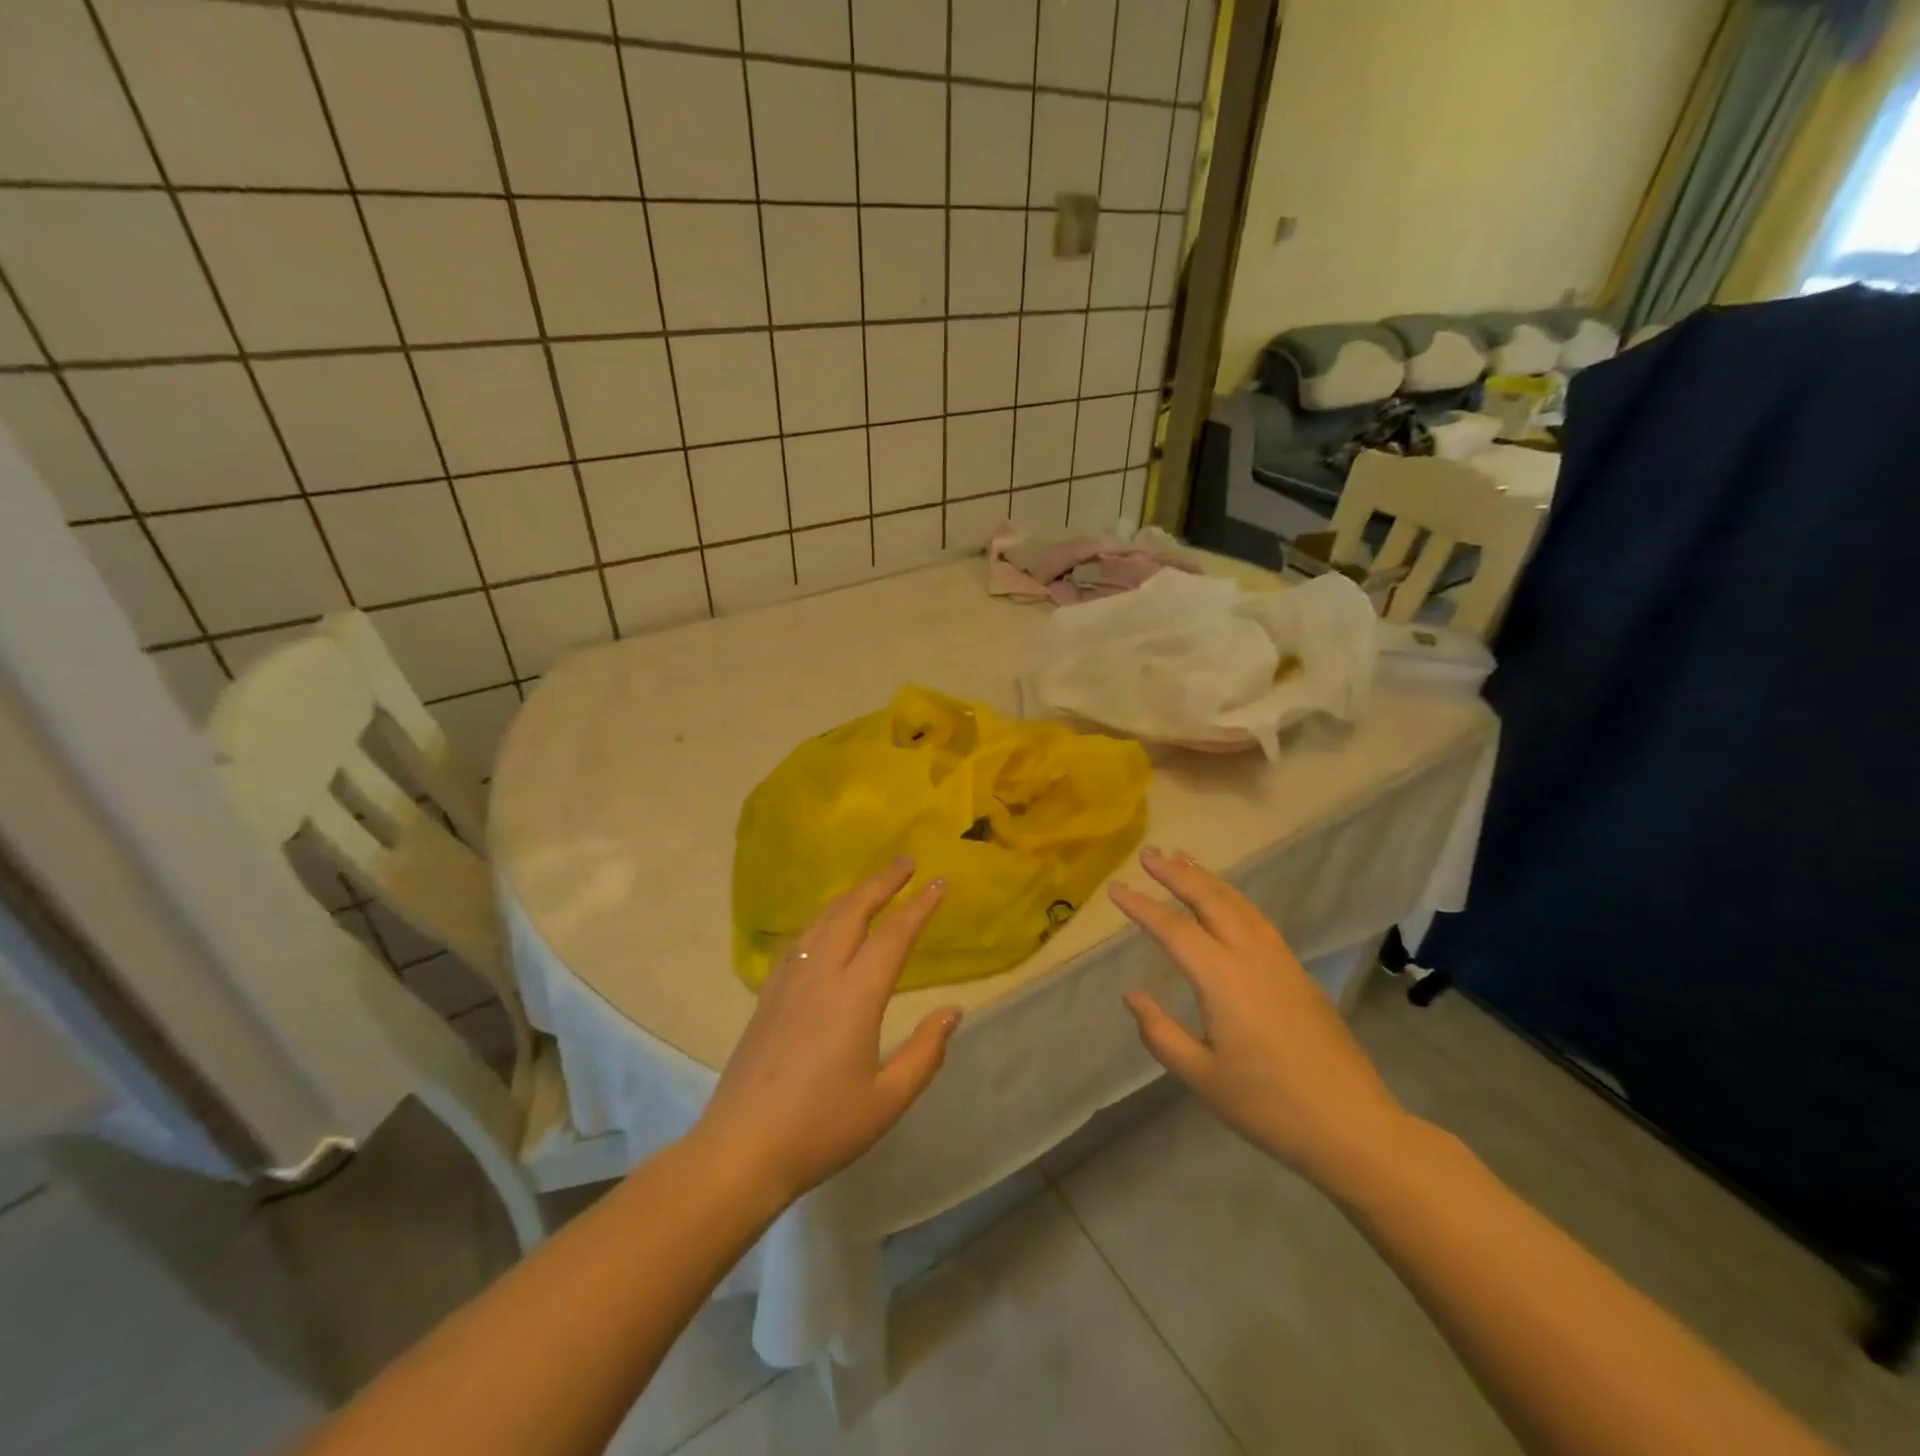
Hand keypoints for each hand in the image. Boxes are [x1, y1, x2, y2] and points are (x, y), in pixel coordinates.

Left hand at [694, 861, 960, 1205]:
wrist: (741, 1150)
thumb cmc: (821, 1129)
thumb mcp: (887, 1101)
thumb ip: (925, 1053)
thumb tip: (952, 1011)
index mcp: (855, 996)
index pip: (894, 936)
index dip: (919, 907)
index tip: (939, 882)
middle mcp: (821, 975)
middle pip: (853, 912)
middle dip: (882, 883)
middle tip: (906, 863)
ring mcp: (788, 982)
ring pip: (822, 921)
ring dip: (851, 896)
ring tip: (872, 886)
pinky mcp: (767, 995)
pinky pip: (799, 941)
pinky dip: (822, 920)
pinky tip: (825, 926)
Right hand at [1111, 848, 1413, 1185]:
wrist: (1353, 1126)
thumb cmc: (1269, 1106)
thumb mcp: (1202, 1078)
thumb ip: (1160, 1033)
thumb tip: (1133, 996)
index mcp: (1223, 979)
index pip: (1173, 929)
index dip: (1141, 906)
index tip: (1114, 888)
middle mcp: (1252, 956)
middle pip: (1210, 899)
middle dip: (1176, 873)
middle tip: (1148, 855)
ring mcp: (1280, 960)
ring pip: (1238, 903)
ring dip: (1206, 878)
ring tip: (1181, 860)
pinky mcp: (1297, 971)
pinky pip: (1256, 918)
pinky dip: (1231, 897)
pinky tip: (1223, 901)